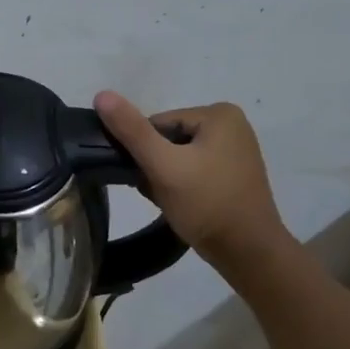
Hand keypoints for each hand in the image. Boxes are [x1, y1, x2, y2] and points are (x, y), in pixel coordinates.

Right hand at [93, 91, 290, 270]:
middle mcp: (231, 125)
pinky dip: (180, 185)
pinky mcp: (232, 174)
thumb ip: (131, 130)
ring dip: (164, 177)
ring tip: (170, 200)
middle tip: (159, 192)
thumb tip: (101, 95)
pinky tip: (181, 204)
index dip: (144, 151)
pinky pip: (192, 170)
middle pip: (167, 139)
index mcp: (219, 114)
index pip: (157, 124)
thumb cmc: (207, 204)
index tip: (149, 177)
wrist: (248, 253)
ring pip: (177, 156)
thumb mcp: (163, 165)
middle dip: (155, 165)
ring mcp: (234, 151)